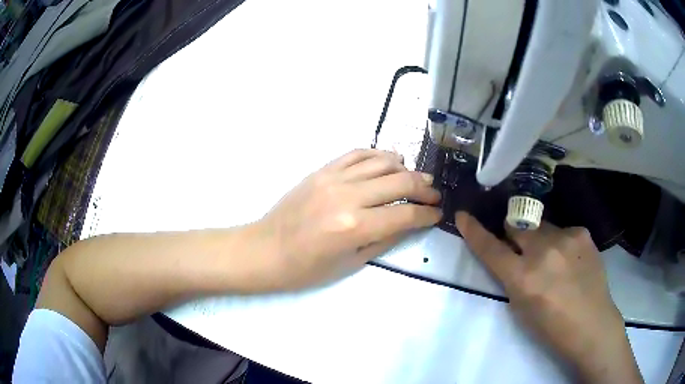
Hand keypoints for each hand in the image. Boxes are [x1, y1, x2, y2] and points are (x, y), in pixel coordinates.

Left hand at [255, 149, 441, 289]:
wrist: (266, 250)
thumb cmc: (306, 268)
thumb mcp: (351, 263)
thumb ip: (385, 239)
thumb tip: (411, 222)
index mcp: (355, 227)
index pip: (405, 214)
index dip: (427, 213)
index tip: (438, 213)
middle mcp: (348, 196)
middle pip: (400, 181)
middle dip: (424, 188)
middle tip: (434, 194)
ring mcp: (333, 178)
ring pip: (381, 162)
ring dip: (405, 168)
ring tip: (416, 177)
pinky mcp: (321, 170)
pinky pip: (356, 153)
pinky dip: (377, 154)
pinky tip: (389, 160)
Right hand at [455, 212, 642, 383]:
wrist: (592, 324)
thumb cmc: (551, 326)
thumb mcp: (521, 307)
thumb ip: (513, 276)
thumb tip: (510, 253)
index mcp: (523, 277)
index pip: (490, 248)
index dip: (474, 231)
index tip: (463, 215)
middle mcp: (542, 251)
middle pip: (517, 224)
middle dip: (514, 232)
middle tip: (523, 246)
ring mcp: (565, 237)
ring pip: (542, 225)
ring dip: (540, 238)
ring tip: (555, 259)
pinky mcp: (582, 232)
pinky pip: (563, 230)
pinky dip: (561, 242)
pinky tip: (572, 259)